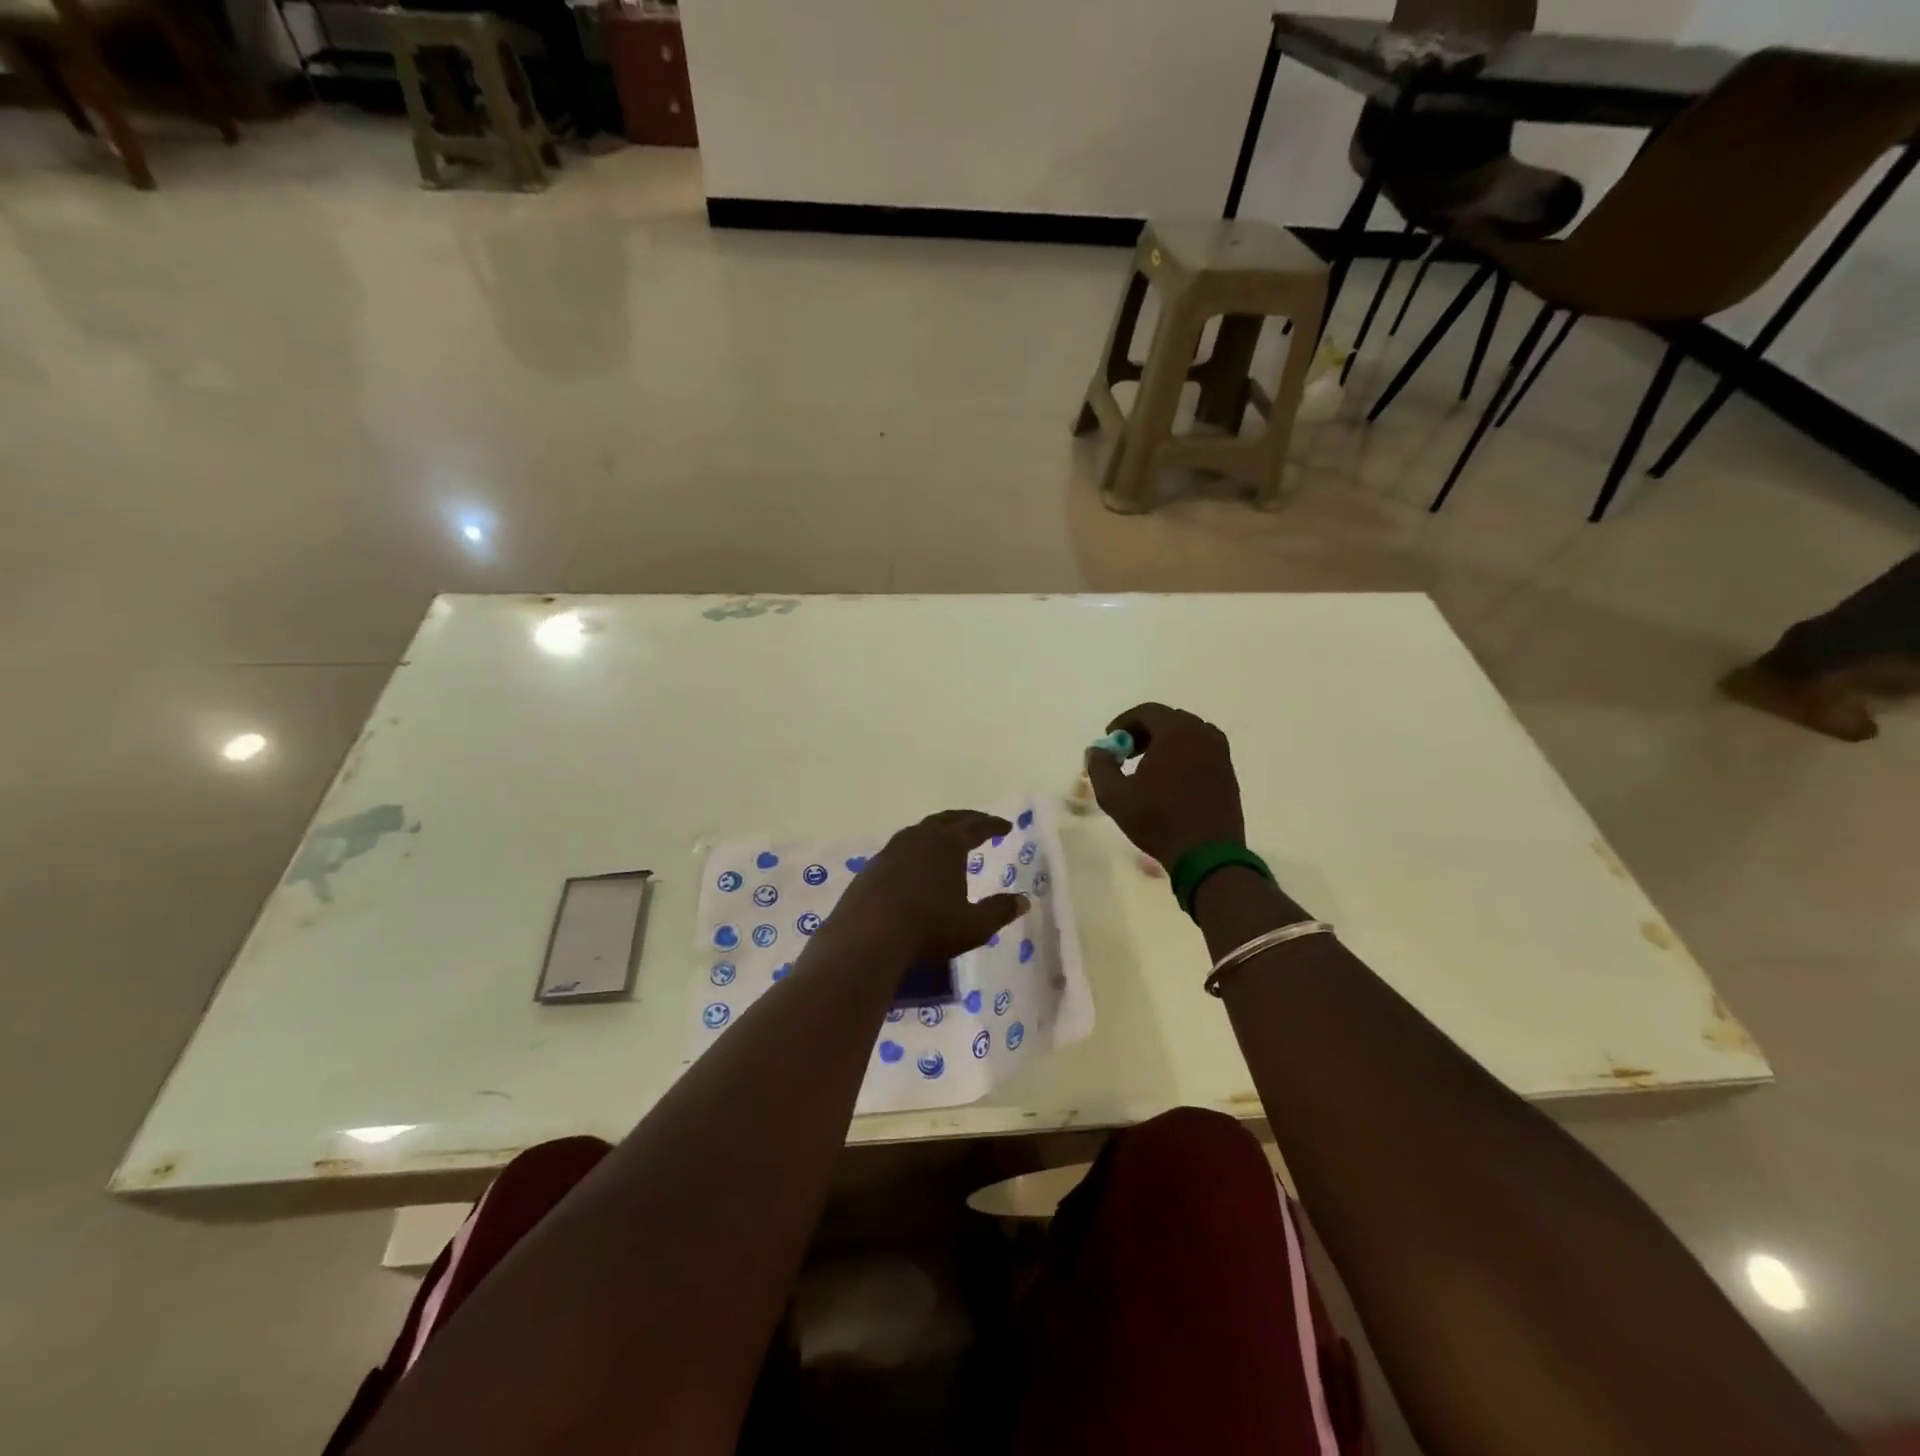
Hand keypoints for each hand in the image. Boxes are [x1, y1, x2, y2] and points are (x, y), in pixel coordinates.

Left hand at [823, 810, 1029, 963]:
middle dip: (967, 819)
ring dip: (938, 830)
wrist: (868, 936)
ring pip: (921, 829)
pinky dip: (916, 847)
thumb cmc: (929, 927)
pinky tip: (915, 863)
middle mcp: (920, 838)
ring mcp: (892, 850)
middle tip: (980, 822)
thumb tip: (1023, 901)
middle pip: (947, 819)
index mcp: (948, 844)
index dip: (993, 825)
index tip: (1006, 826)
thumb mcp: (974, 926)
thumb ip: (999, 911)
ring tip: (947, 838)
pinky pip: (901, 847)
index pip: (976, 827)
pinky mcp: (873, 866)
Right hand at [1084, 703, 1244, 869]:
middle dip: (1144, 732)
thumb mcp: (1114, 796)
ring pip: (1187, 736)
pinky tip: (1169, 782)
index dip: (1124, 722)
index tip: (1111, 740)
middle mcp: (1203, 734)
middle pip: (1169, 720)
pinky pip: (1201, 751)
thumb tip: (1097, 751)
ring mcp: (1220, 753)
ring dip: (1164, 744)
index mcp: (1177, 732)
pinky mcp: (1228, 772)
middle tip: (1126, 753)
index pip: (1147, 711)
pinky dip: (1182, 756)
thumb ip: (1100, 766)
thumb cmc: (1158, 820)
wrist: (1207, 854)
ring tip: (1146, 768)